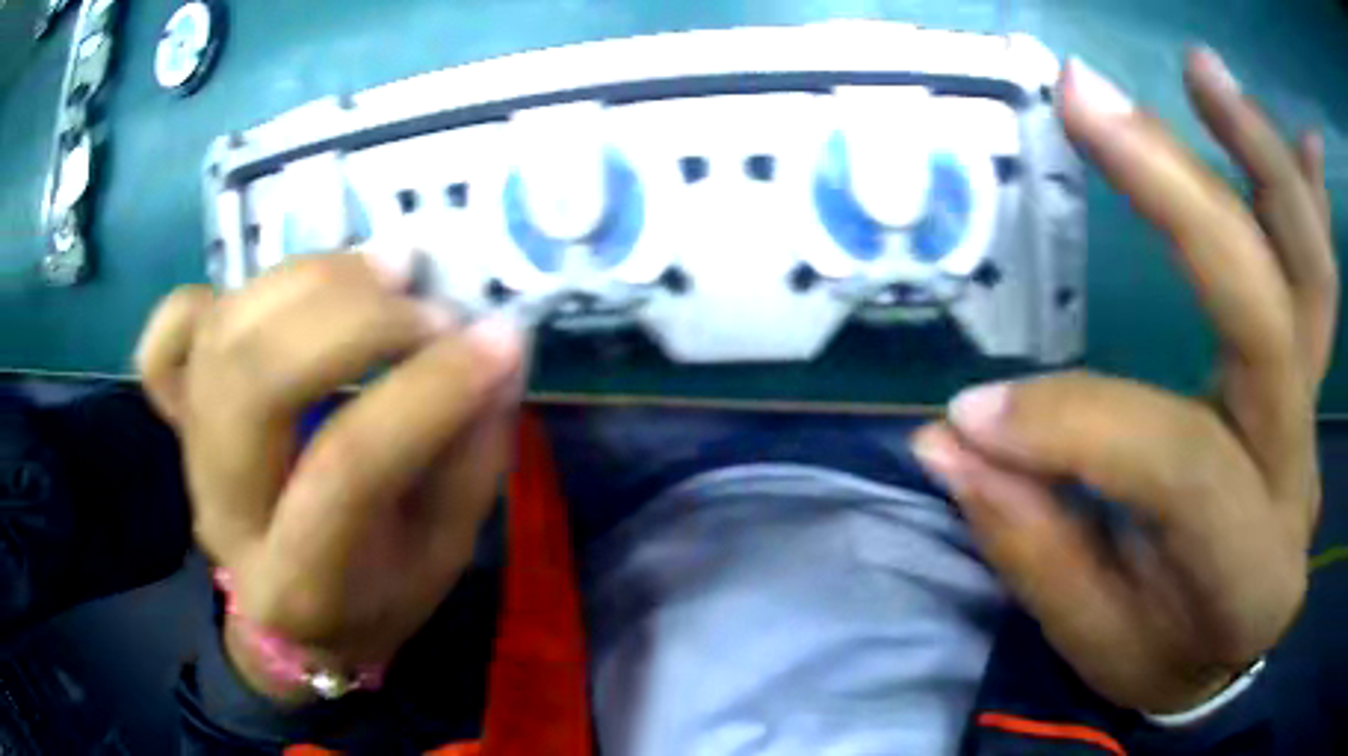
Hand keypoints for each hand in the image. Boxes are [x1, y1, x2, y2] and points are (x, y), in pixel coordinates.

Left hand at [136, 253, 523, 702]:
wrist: (289, 617)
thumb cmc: (373, 599)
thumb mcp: (442, 557)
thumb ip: (471, 459)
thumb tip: (498, 349)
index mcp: (300, 580)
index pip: (348, 467)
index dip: (428, 391)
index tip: (498, 341)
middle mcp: (225, 509)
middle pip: (254, 380)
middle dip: (352, 320)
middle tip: (427, 304)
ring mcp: (187, 452)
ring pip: (219, 333)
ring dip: (309, 280)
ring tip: (385, 271)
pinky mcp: (176, 415)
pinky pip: (166, 339)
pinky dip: (208, 297)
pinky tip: (270, 298)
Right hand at [914, 48, 1335, 713]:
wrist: (1236, 640)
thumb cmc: (1166, 653)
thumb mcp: (1096, 639)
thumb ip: (1033, 544)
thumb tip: (950, 440)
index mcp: (1248, 566)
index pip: (1178, 464)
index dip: (1074, 425)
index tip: (971, 411)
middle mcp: (1298, 470)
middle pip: (1270, 315)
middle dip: (1183, 199)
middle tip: (1089, 97)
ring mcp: (1312, 406)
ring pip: (1310, 270)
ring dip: (1261, 156)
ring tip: (1202, 70)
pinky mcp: (1308, 371)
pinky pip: (1321, 270)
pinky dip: (1307, 189)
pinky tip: (1292, 128)